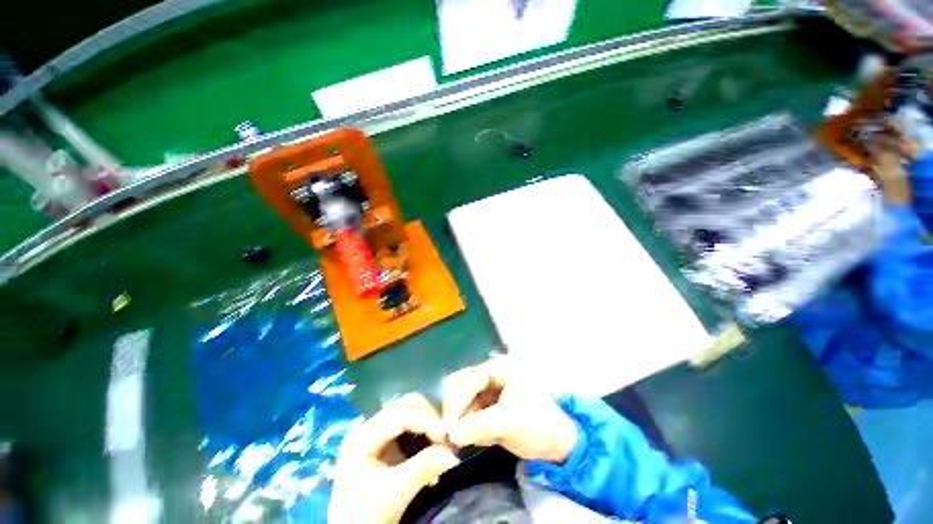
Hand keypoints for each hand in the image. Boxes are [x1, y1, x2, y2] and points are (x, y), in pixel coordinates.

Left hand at [329, 394, 459, 523]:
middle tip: (446, 439)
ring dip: (429, 426)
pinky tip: (431, 454)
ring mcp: (376, 432)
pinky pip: (409, 426)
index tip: (447, 437)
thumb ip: (425, 468)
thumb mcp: (395, 492)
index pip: (402, 414)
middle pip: (407, 405)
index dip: (428, 421)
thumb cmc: (366, 515)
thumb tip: (454, 454)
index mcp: (364, 436)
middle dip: (430, 419)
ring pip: (410, 412)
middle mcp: (369, 426)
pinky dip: (424, 434)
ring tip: (441, 447)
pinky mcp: (384, 441)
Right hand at [442, 359, 577, 463]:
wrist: (558, 442)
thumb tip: (449, 434)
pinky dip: (469, 427)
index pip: (469, 379)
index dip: (456, 401)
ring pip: (465, 401)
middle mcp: (492, 375)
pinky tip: (477, 439)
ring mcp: (490, 391)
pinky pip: (471, 414)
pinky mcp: (489, 407)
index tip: (446, 426)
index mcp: (499, 368)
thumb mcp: (508, 422)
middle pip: (463, 387)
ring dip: (460, 421)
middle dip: (455, 410)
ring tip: (461, 441)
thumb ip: (477, 426)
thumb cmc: (537, 424)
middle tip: (447, 435)